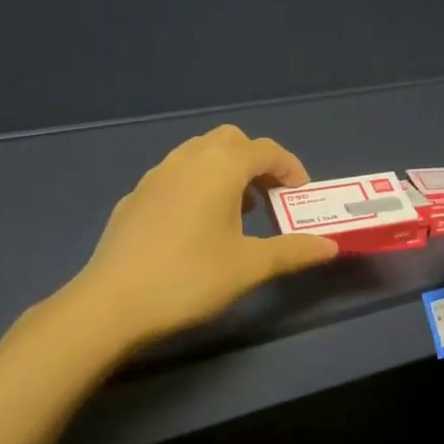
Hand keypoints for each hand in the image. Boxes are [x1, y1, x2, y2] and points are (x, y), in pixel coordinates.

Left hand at [70, 125, 338, 350]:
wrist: (112, 303)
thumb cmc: (189, 278)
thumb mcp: (249, 267)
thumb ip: (292, 251)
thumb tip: (331, 246)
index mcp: (220, 168)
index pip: (265, 150)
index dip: (290, 168)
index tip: (301, 196)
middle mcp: (187, 160)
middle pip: (230, 140)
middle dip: (256, 161)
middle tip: (269, 197)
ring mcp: (155, 176)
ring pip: (198, 153)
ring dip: (225, 170)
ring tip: (236, 211)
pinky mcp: (135, 197)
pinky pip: (175, 174)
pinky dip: (197, 184)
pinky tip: (195, 225)